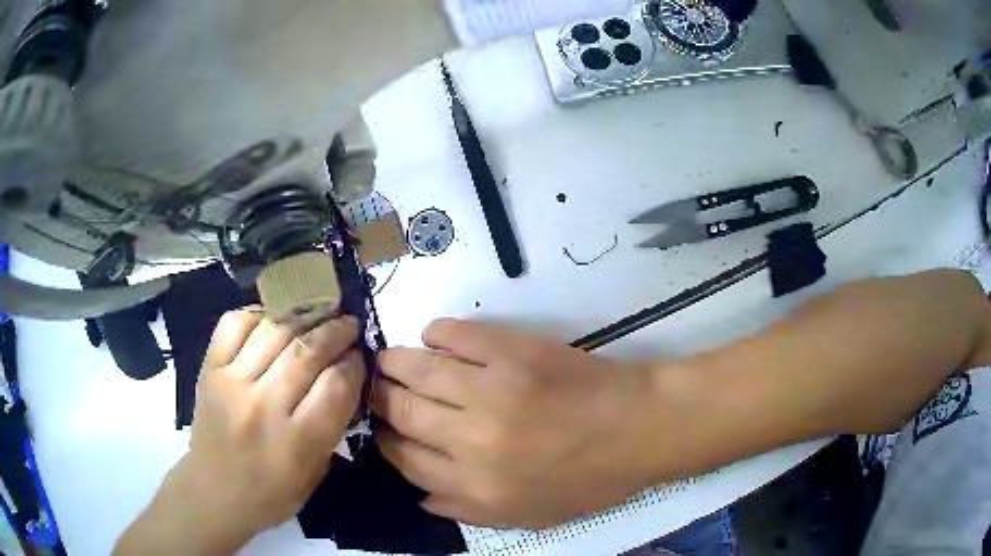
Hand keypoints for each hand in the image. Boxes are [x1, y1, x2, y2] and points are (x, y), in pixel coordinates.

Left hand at [116, 308, 364, 554]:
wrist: (213, 492)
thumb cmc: (271, 493)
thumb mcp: (315, 474)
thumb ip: (331, 427)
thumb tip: (344, 379)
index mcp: (296, 441)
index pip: (337, 385)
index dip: (354, 364)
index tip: (359, 357)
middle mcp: (264, 406)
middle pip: (307, 350)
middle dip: (335, 331)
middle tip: (347, 324)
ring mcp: (232, 382)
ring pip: (274, 330)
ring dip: (303, 315)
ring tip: (317, 312)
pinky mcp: (210, 369)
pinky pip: (234, 324)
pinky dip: (257, 313)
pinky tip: (272, 318)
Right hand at [373, 319, 673, 529]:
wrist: (639, 429)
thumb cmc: (589, 479)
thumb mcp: (529, 516)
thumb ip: (468, 510)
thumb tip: (419, 495)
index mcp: (476, 486)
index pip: (405, 459)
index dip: (386, 441)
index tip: (384, 429)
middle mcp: (472, 440)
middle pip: (401, 411)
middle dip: (379, 399)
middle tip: (376, 389)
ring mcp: (491, 389)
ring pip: (416, 370)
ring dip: (393, 363)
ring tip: (388, 361)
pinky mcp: (512, 350)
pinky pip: (455, 334)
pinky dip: (436, 333)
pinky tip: (434, 338)